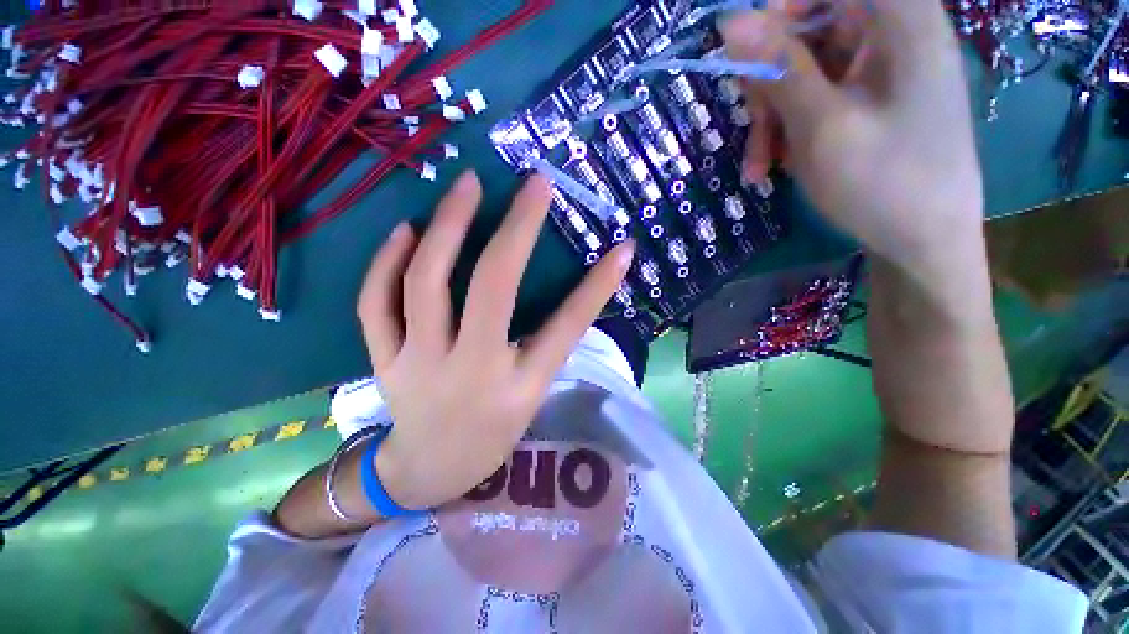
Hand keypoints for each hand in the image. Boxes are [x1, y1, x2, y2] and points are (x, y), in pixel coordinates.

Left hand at [356, 172, 634, 510]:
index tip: (622, 247)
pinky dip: (386, 262)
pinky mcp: (382, 361)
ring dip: (447, 227)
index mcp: (519, 388)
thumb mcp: (532, 394)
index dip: (597, 286)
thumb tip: (580, 293)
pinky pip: (374, 304)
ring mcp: (418, 365)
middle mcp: (471, 372)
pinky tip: (404, 231)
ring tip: (465, 188)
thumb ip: (549, 344)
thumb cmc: (492, 434)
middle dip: (515, 229)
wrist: (428, 472)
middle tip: (530, 183)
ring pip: (425, 284)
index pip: (566, 328)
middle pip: (491, 288)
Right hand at [723, 0, 985, 274]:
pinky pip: (813, 95)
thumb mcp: (821, 127)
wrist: (923, 241)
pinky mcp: (868, 97)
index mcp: (899, 19)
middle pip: (808, 25)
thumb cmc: (883, 184)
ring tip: (760, 165)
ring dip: (772, 116)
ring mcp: (879, 67)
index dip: (778, 13)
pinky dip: (788, 127)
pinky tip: (776, 163)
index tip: (747, 59)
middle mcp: (891, 32)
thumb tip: (731, 22)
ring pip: (803, 67)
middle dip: (769, 81)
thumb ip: (779, 70)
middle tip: (756, 133)